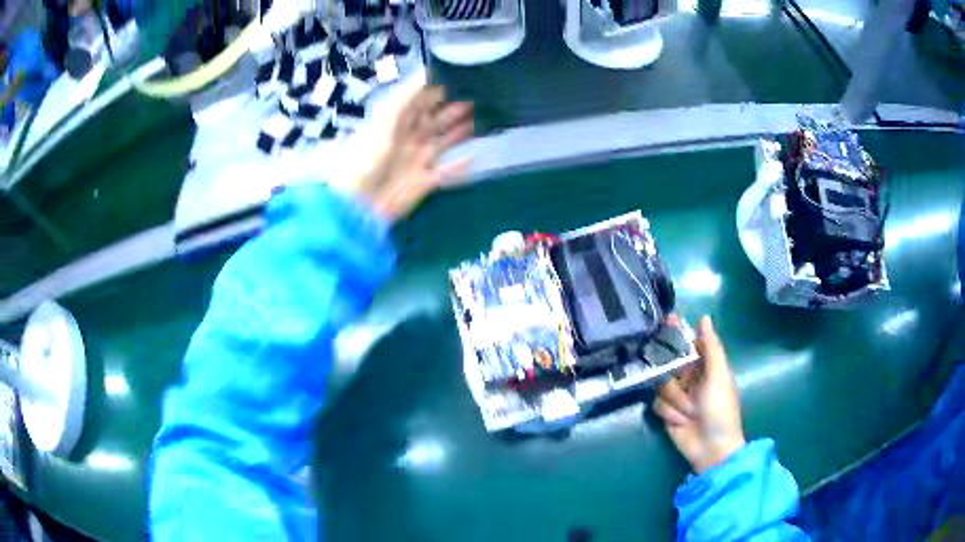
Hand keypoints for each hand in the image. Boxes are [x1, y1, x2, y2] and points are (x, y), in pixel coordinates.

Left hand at [353, 77, 473, 221]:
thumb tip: (428, 70)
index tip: (462, 75)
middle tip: (482, 95)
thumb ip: (406, 97)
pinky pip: (447, 172)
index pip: (421, 99)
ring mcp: (418, 159)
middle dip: (456, 107)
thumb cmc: (366, 159)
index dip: (439, 88)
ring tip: (484, 118)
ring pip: (444, 141)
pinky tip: (475, 156)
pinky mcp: (425, 182)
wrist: (358, 205)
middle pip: (436, 118)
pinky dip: (460, 166)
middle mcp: (410, 137)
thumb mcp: (384, 121)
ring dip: (461, 131)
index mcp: (398, 121)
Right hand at [654, 316, 745, 473]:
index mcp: (707, 366)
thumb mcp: (719, 376)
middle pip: (670, 361)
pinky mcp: (666, 412)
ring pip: (661, 384)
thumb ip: (711, 347)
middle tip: (680, 380)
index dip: (678, 332)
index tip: (667, 321)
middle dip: (674, 372)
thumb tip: (703, 317)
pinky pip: (657, 403)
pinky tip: (680, 421)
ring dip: (676, 399)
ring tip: (690, 411)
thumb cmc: (720, 409)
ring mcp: (678, 395)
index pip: (689, 343)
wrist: (711, 448)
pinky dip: (669, 412)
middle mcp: (691, 378)